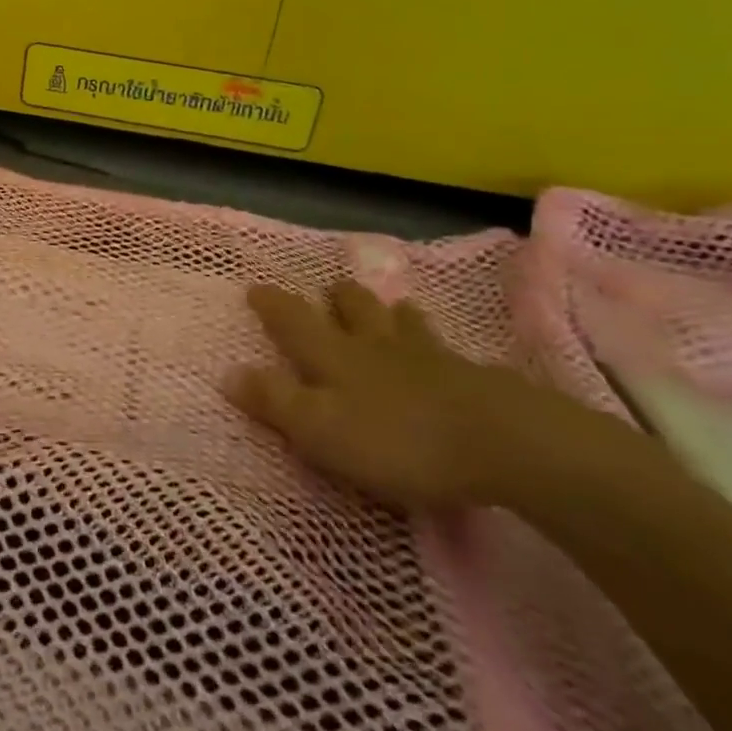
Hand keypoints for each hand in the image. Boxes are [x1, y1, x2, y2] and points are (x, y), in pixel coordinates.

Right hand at [229, 281, 592, 508]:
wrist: (503, 444)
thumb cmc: (397, 439)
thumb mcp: (320, 428)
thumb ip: (274, 401)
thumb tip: (227, 372)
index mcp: (335, 357)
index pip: (294, 322)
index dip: (273, 305)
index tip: (256, 286)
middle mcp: (377, 347)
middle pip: (354, 311)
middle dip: (338, 298)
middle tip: (330, 287)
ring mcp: (429, 359)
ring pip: (402, 324)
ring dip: (389, 312)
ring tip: (390, 305)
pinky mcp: (473, 379)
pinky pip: (445, 350)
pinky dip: (433, 343)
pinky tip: (445, 352)